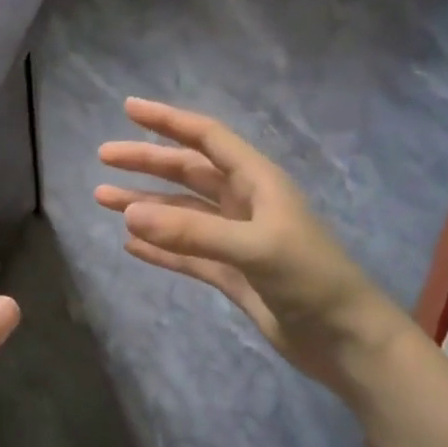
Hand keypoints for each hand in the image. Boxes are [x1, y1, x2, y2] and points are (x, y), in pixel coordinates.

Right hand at [95, 98, 397, 385]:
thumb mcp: (254, 248)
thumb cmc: (311, 280)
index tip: (128, 108)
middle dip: (147, 162)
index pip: (207, 139)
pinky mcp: (231, 275)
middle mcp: (245, 205)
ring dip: (145, 205)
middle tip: (104, 157)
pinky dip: (158, 248)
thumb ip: (193, 233)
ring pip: (181, 214)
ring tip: (103, 199)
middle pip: (188, 173)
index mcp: (258, 183)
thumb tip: (129, 217)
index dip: (168, 122)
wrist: (344, 338)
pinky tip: (129, 245)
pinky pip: (185, 254)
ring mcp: (236, 241)